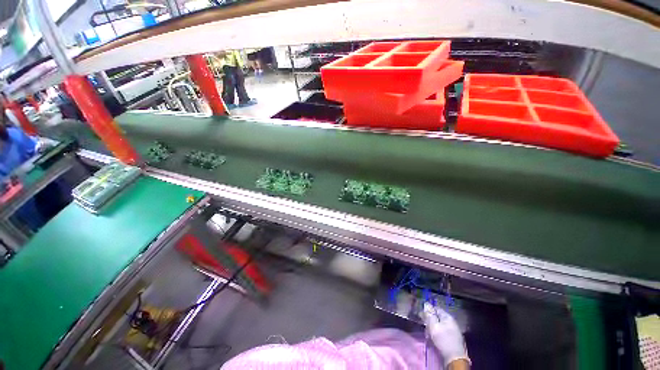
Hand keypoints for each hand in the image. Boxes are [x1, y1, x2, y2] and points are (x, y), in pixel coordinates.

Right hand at [420, 302, 469, 367]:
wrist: (455, 358)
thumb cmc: (443, 340)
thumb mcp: (433, 326)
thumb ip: (429, 315)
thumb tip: (426, 304)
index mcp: (447, 317)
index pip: (436, 308)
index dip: (427, 310)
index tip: (421, 315)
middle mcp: (451, 322)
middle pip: (437, 317)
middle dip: (430, 321)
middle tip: (424, 326)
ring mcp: (453, 330)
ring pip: (439, 325)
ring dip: (432, 328)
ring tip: (428, 334)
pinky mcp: (453, 338)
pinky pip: (442, 332)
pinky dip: (437, 334)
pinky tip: (434, 339)